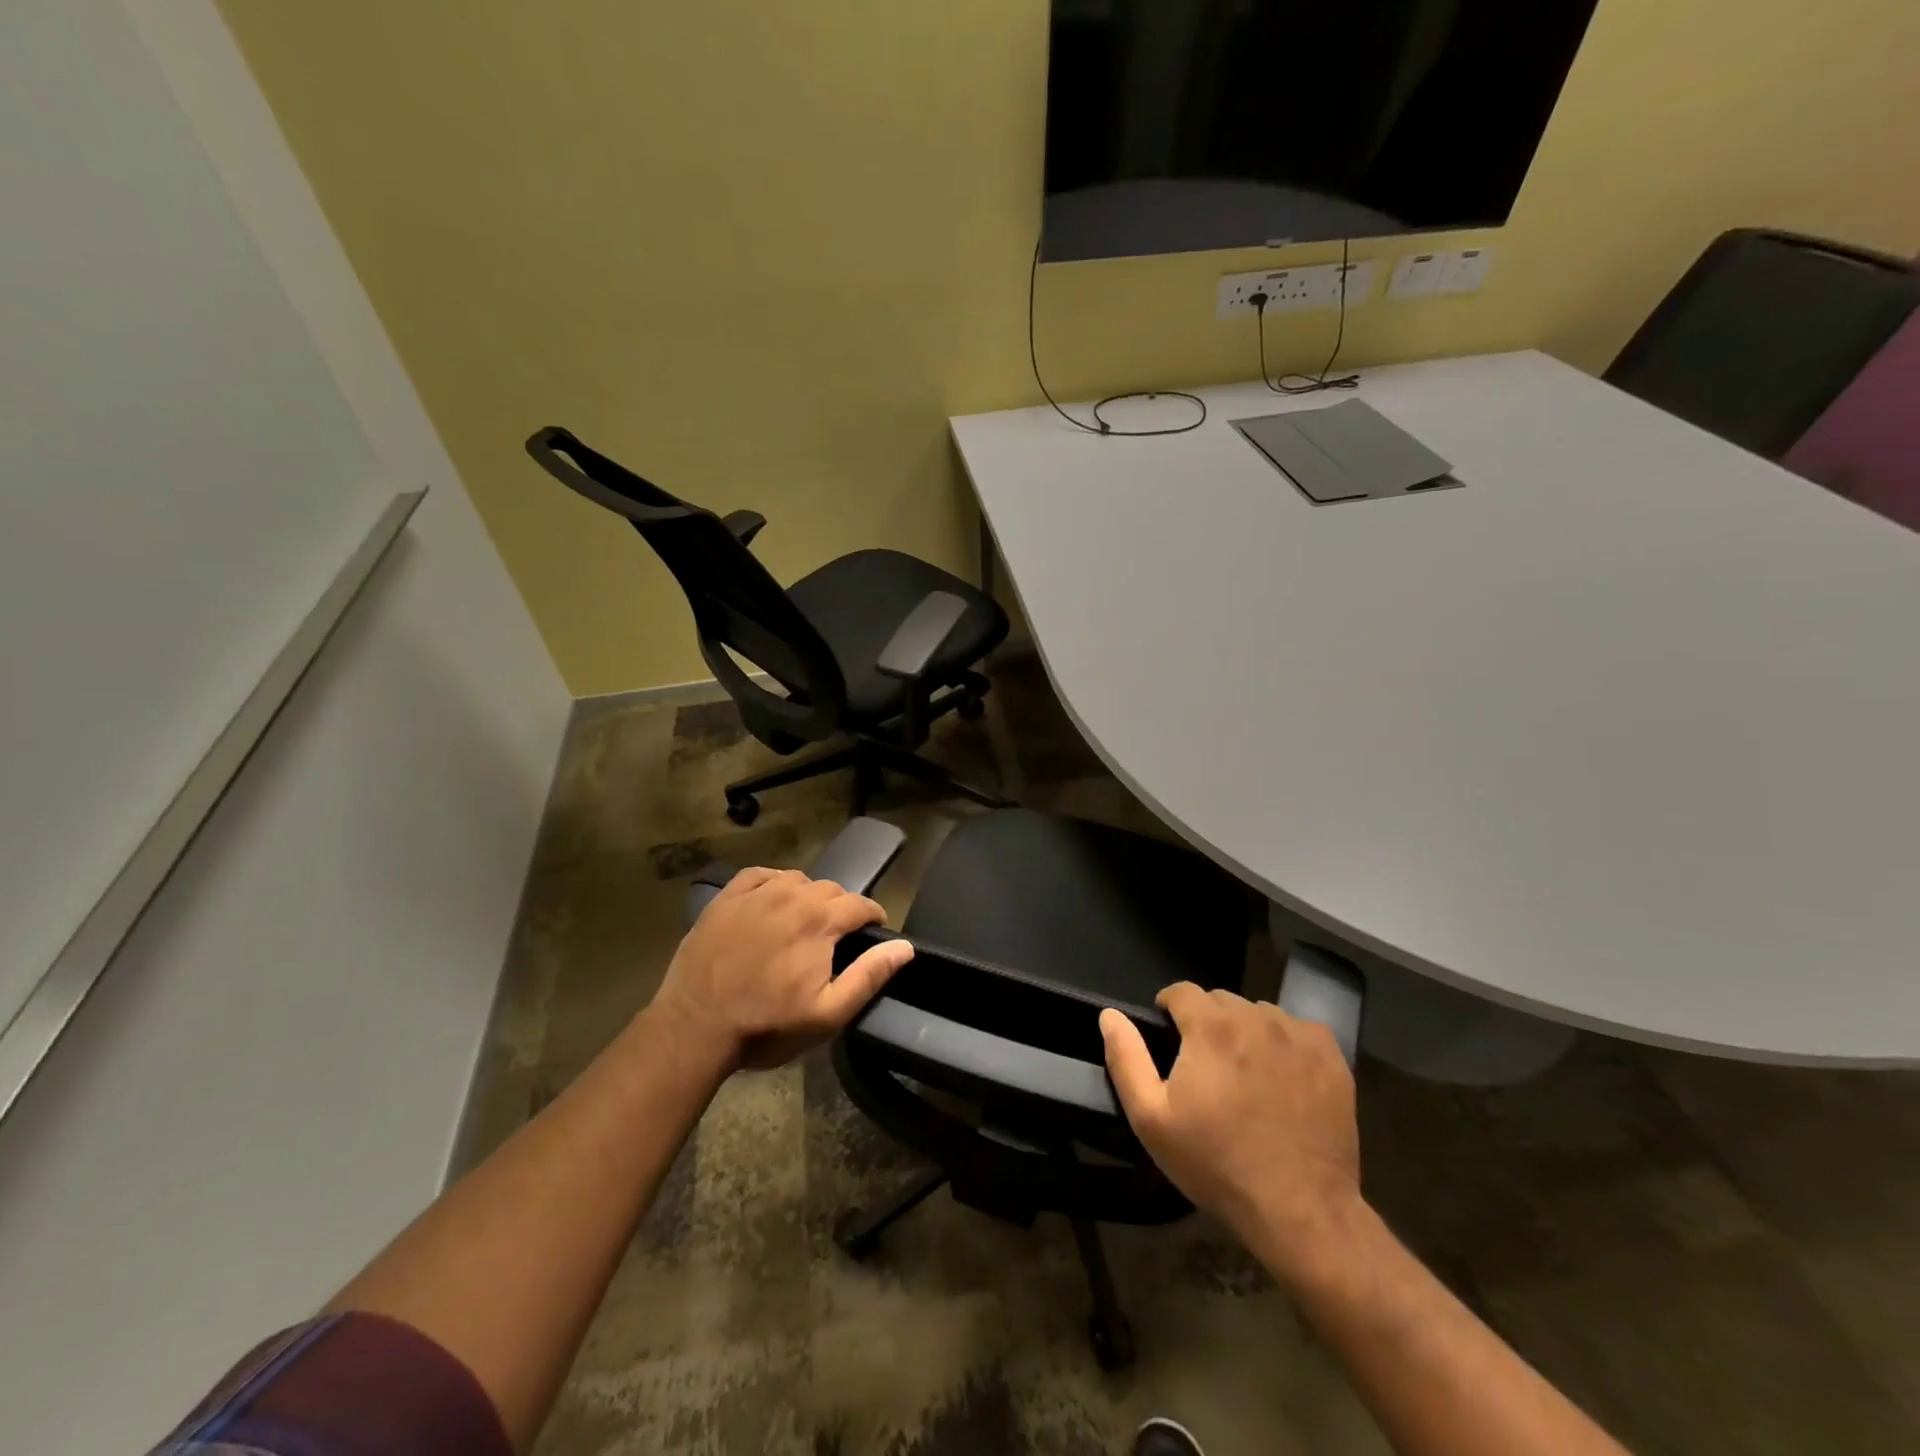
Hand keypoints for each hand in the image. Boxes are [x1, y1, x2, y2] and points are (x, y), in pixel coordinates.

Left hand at [652, 867, 913, 1072]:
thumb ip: (869, 975)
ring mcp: (756, 893)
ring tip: (801, 921)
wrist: (695, 1027)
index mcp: (821, 920)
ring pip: (797, 879)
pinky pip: (761, 875)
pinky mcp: (726, 897)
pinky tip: (770, 902)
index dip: (872, 917)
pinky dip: (773, 883)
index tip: (871, 932)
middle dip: (840, 909)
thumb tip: (904, 946)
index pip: (861, 904)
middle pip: (831, 889)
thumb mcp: (827, 1013)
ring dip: (807, 895)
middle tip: (833, 938)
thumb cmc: (767, 1025)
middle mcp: (793, 895)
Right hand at [1100, 985, 1360, 1275]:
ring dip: (1246, 1031)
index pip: (1182, 991)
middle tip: (1206, 1066)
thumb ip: (1126, 1058)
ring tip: (1245, 1074)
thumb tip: (1110, 1015)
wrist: (1300, 1210)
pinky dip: (1285, 1043)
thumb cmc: (1216, 1163)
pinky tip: (1283, 1077)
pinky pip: (1298, 1030)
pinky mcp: (1330, 1057)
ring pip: (1259, 1013)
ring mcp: (1298, 1036)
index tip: (1170, 1037)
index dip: (1170, 1009)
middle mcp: (1255, 1017)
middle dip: (1207, 1023)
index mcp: (1210, 1026)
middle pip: (1221, 1001)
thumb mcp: (1151, 1119)